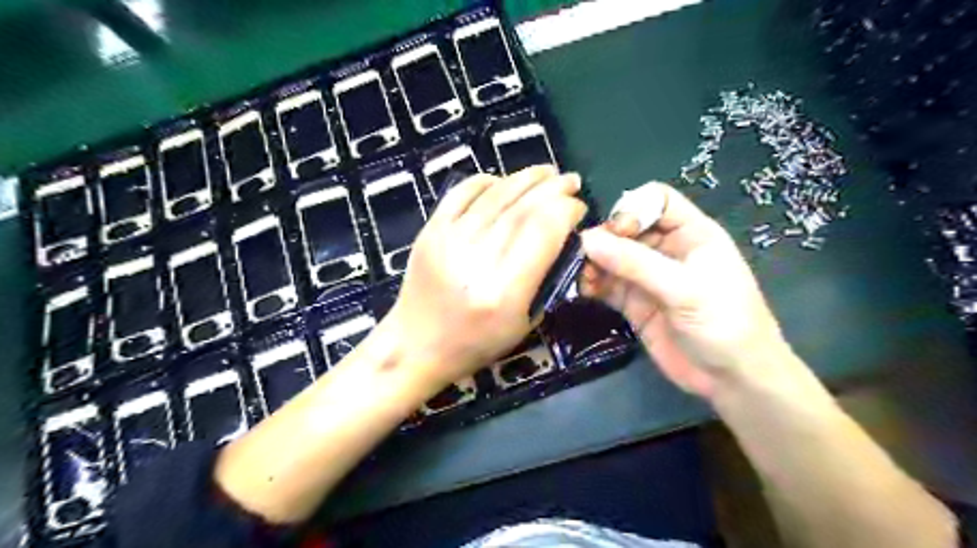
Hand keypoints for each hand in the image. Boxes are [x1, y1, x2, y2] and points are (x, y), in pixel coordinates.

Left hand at [384, 168, 582, 388]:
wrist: (416, 344)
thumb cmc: (476, 342)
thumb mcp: (525, 322)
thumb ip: (546, 276)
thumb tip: (562, 234)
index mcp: (503, 291)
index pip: (543, 230)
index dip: (566, 210)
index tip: (579, 208)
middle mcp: (476, 260)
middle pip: (522, 207)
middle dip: (553, 188)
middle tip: (570, 181)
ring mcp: (447, 240)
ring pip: (495, 194)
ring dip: (526, 178)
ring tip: (546, 173)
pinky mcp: (429, 230)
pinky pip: (462, 192)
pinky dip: (486, 181)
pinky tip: (503, 181)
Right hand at [579, 183, 783, 400]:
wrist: (732, 378)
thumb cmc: (724, 323)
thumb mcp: (684, 289)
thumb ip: (635, 264)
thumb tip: (588, 240)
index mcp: (691, 233)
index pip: (656, 200)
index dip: (633, 209)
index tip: (617, 232)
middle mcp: (666, 250)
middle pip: (627, 228)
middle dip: (605, 238)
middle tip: (586, 256)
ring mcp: (648, 277)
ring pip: (612, 257)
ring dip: (593, 262)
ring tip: (581, 276)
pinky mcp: (634, 303)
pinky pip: (607, 285)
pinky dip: (592, 284)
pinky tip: (583, 290)